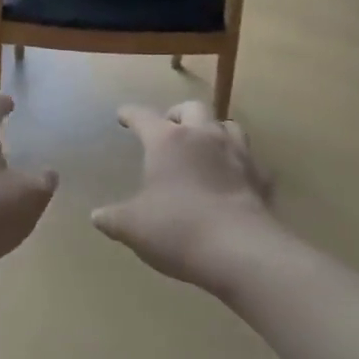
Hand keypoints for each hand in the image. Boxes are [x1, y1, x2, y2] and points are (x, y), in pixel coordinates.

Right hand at [92, 102, 279, 289]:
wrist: (240, 250)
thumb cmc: (177, 229)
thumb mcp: (133, 227)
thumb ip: (113, 218)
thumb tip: (97, 216)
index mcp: (167, 141)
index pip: (142, 116)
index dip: (130, 114)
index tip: (123, 115)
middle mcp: (203, 136)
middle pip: (191, 108)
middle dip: (177, 114)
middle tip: (169, 127)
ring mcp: (237, 153)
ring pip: (227, 125)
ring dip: (213, 131)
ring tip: (205, 146)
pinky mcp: (261, 177)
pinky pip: (250, 160)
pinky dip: (239, 164)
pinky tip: (234, 179)